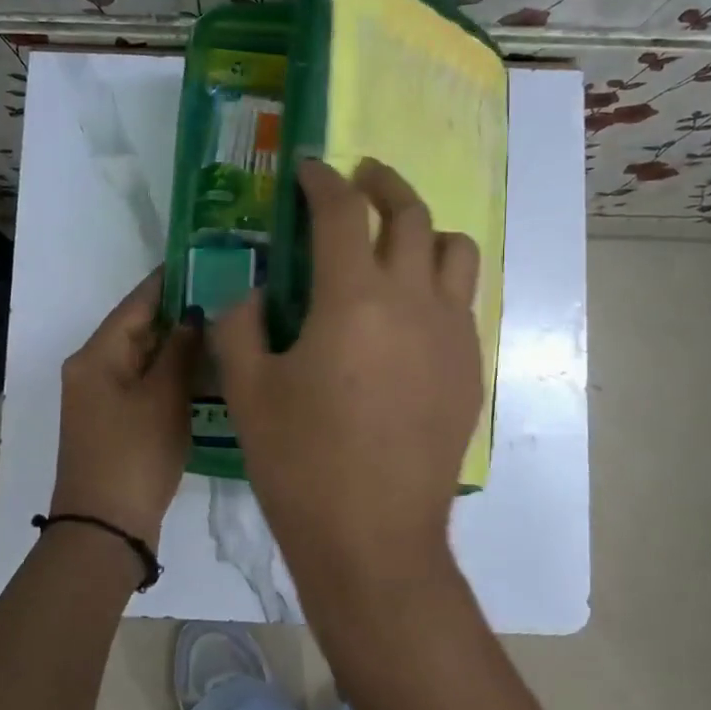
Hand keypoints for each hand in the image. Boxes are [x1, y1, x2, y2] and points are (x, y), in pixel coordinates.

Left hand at [50, 268, 199, 541]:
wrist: (104, 528)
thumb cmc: (134, 455)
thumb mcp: (163, 398)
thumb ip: (181, 351)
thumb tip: (194, 314)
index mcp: (97, 355)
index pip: (136, 303)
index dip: (168, 280)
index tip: (202, 259)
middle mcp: (93, 369)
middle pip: (138, 328)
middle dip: (178, 312)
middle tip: (225, 293)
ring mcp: (102, 397)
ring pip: (144, 357)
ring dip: (178, 343)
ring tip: (223, 325)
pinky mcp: (115, 421)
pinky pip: (145, 382)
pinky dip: (171, 372)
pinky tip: (205, 367)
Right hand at [211, 159, 483, 599]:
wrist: (374, 538)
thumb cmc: (301, 463)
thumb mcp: (248, 389)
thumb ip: (239, 322)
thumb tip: (249, 289)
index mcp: (353, 298)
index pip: (342, 211)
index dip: (321, 181)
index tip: (307, 171)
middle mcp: (414, 300)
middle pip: (411, 214)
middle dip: (382, 185)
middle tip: (359, 179)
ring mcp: (452, 334)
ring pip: (455, 250)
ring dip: (423, 229)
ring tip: (395, 239)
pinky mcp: (470, 367)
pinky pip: (462, 300)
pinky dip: (437, 281)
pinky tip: (408, 311)